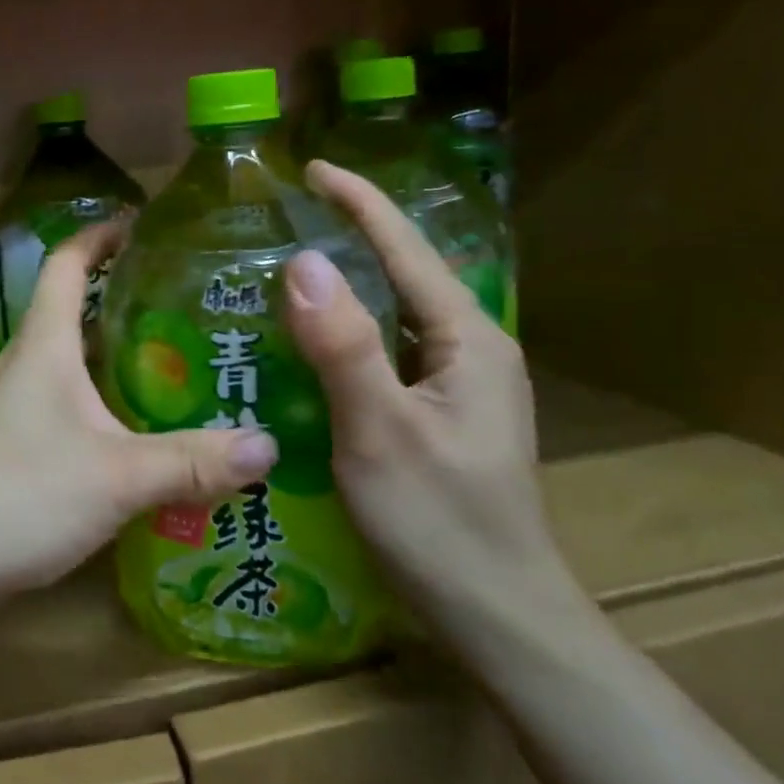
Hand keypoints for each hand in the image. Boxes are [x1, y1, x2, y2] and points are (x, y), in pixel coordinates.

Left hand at [0, 218, 278, 595]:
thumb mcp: (117, 475)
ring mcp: (13, 412)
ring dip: (120, 367)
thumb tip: (269, 445)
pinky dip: (106, 416)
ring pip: (75, 371)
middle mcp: (25, 367)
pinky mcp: (11, 453)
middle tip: (195, 315)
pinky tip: (141, 446)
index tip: (143, 224)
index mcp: (44, 345)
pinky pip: (68, 416)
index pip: (67, 264)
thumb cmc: (17, 493)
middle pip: (78, 317)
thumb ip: (192, 461)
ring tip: (184, 377)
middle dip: (130, 307)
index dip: (100, 236)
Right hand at [282, 161, 585, 642]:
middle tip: (284, 219)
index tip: (311, 168)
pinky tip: (312, 344)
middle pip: (405, 273)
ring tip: (287, 271)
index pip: (407, 249)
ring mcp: (460, 384)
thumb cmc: (440, 523)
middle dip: (350, 236)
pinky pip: (390, 351)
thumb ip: (345, 345)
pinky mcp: (442, 412)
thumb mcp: (381, 432)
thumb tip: (304, 261)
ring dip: (348, 286)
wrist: (499, 615)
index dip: (360, 202)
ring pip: (396, 314)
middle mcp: (472, 349)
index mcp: (468, 340)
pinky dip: (349, 332)